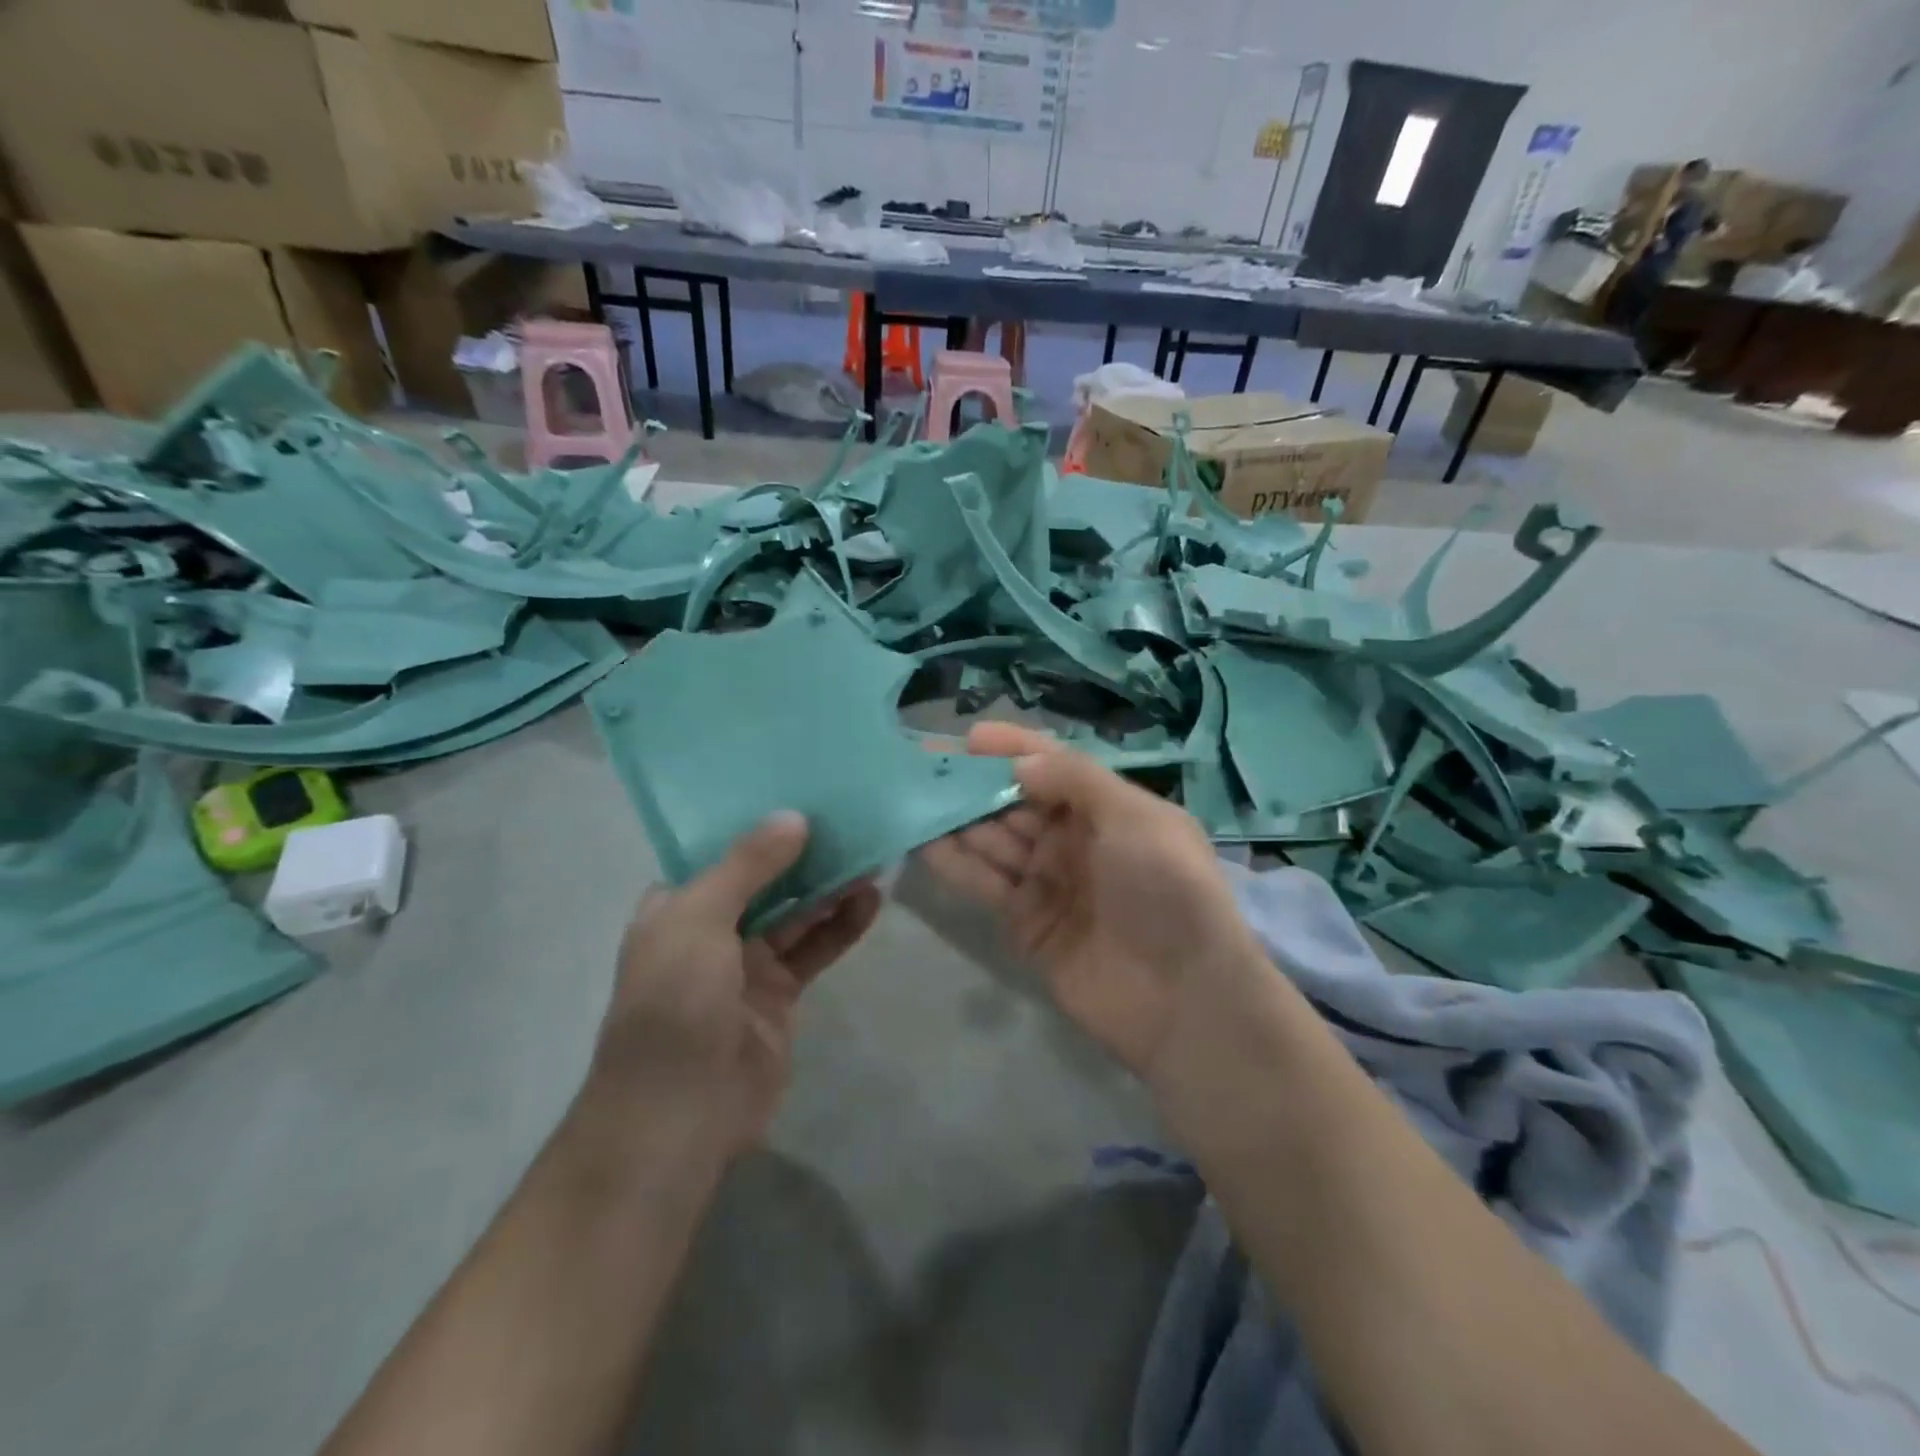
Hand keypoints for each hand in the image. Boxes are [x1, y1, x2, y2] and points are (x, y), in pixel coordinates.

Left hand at [589, 814, 881, 1156]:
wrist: (680, 1113)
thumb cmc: (676, 1002)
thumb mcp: (700, 919)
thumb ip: (748, 866)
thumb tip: (793, 817)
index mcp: (677, 906)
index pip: (721, 851)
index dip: (760, 823)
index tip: (803, 790)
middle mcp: (711, 928)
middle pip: (766, 878)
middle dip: (806, 852)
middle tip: (853, 818)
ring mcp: (748, 963)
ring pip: (797, 912)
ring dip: (831, 887)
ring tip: (872, 854)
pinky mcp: (781, 993)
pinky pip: (816, 948)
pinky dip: (842, 925)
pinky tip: (872, 902)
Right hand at [920, 722, 1266, 1081]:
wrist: (1184, 998)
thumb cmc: (1166, 890)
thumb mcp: (1133, 818)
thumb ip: (1075, 781)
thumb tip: (1019, 763)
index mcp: (1108, 809)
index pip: (1054, 767)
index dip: (1013, 749)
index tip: (969, 737)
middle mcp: (1076, 840)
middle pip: (1015, 803)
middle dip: (973, 782)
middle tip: (923, 766)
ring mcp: (1049, 882)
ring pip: (994, 841)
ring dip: (957, 820)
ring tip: (912, 798)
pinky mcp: (1027, 923)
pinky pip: (986, 884)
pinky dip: (956, 864)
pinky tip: (923, 843)